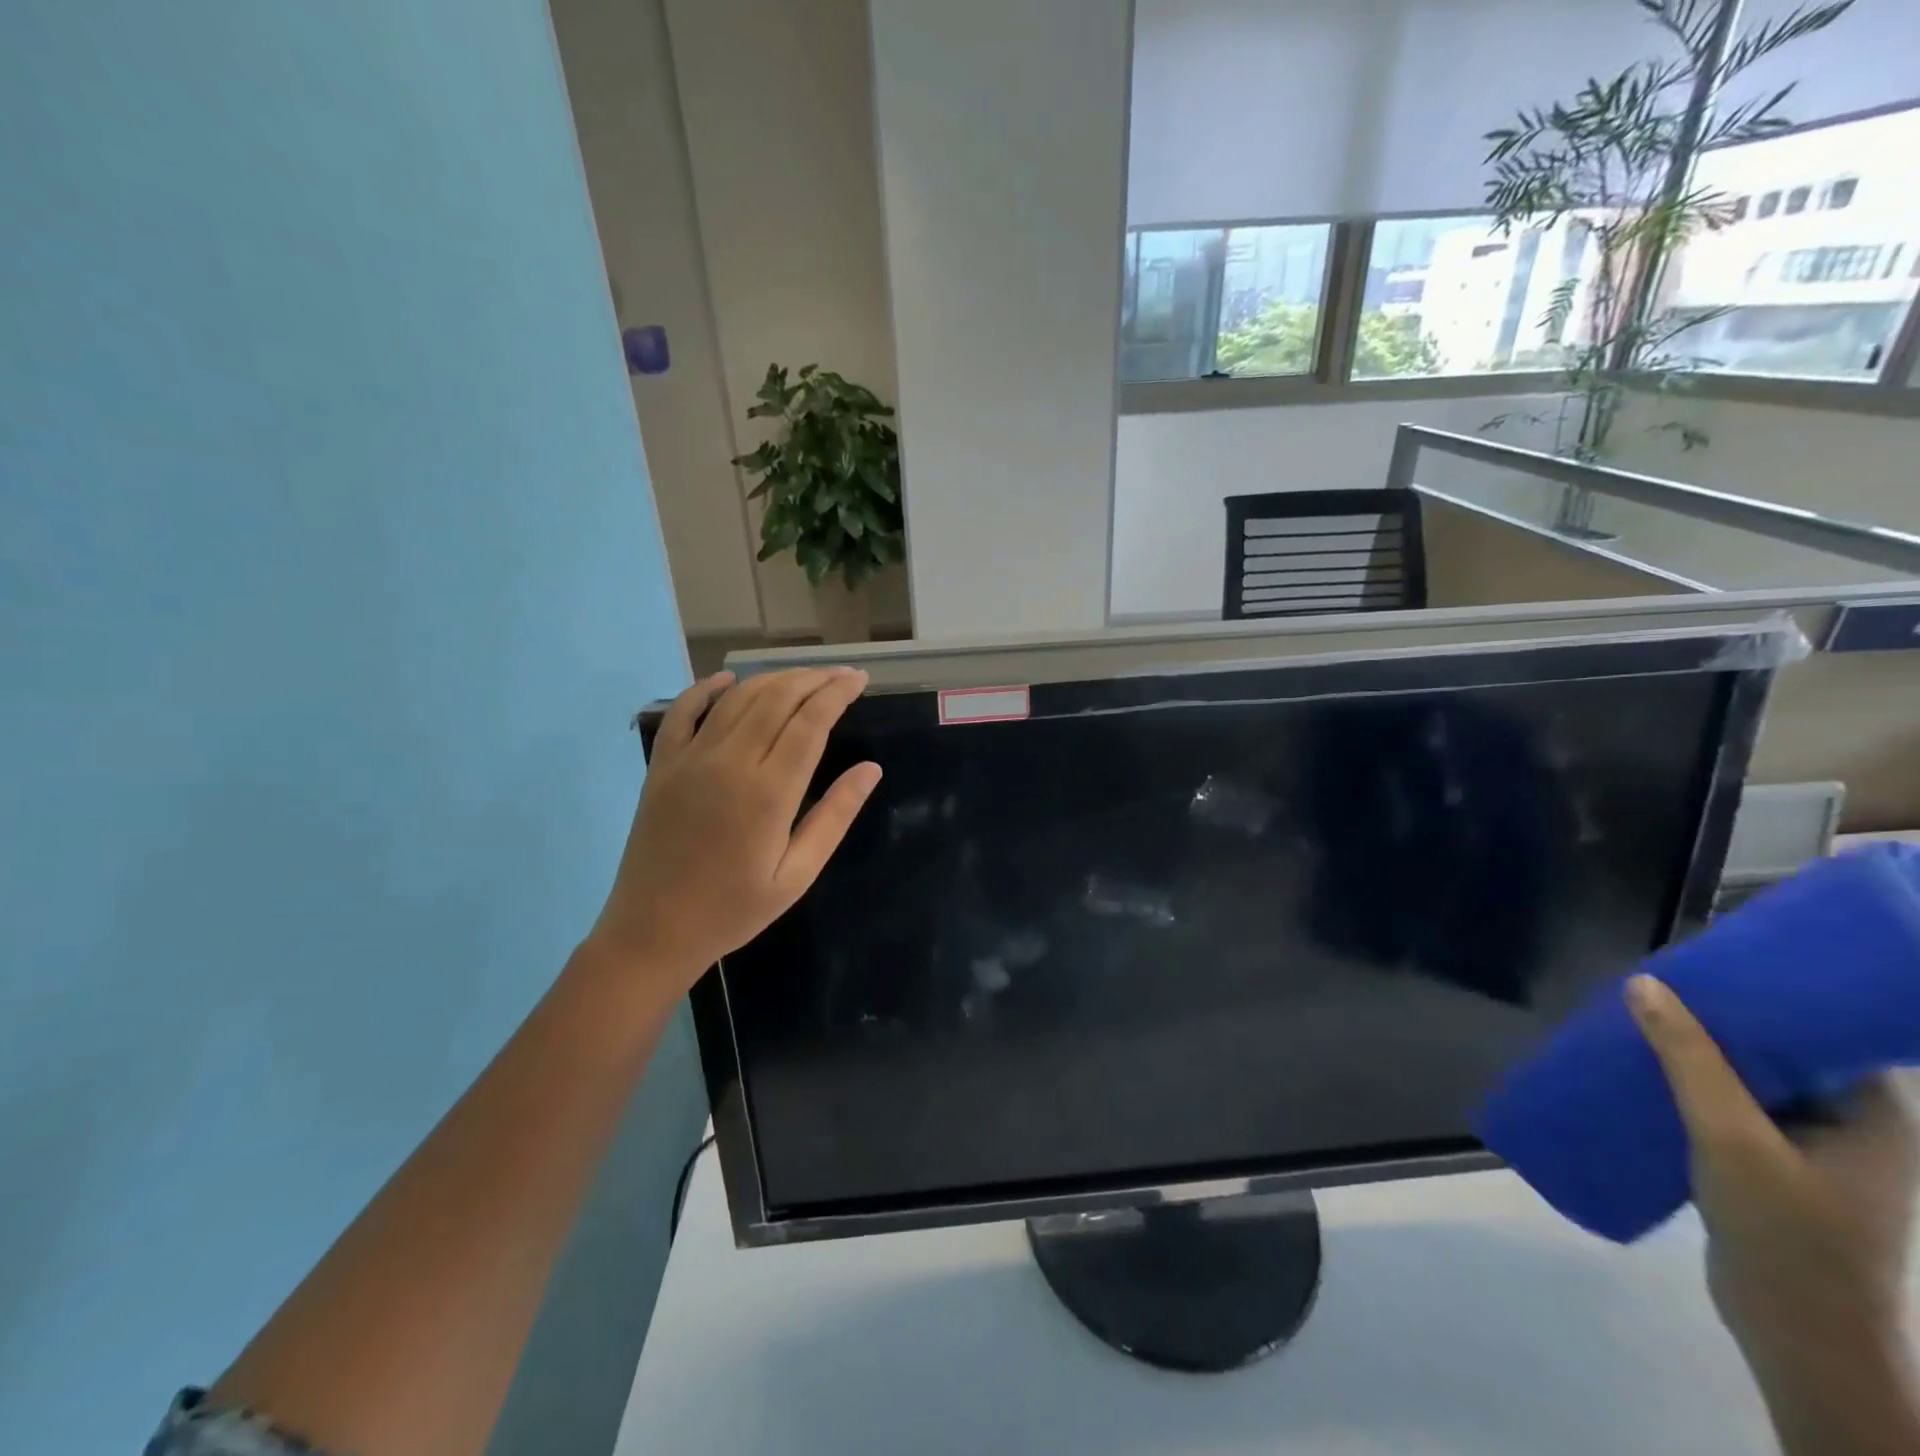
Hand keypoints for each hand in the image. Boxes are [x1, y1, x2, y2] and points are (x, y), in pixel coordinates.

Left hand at [585, 667, 880, 996]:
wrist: (653, 931)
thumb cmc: (734, 909)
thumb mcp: (797, 874)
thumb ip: (834, 817)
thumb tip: (871, 769)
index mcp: (769, 792)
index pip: (810, 722)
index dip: (837, 694)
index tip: (859, 679)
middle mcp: (729, 762)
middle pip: (777, 699)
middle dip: (813, 679)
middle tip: (840, 674)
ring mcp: (690, 759)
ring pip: (737, 699)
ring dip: (773, 679)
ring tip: (803, 677)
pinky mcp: (662, 765)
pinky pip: (683, 712)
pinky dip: (706, 689)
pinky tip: (728, 679)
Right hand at [1629, 974, 1919, 1454]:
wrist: (1801, 1339)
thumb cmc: (1788, 1235)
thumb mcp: (1732, 1139)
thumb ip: (1689, 1059)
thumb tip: (1645, 983)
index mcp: (1875, 1116)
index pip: (1828, 1032)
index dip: (1774, 994)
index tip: (1712, 963)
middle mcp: (1856, 1127)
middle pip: (1785, 1051)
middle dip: (1722, 1019)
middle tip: (1661, 986)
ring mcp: (1816, 1152)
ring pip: (1753, 1080)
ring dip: (1701, 1053)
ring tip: (1643, 1022)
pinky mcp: (1777, 1170)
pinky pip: (1735, 1107)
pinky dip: (1695, 1085)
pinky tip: (1650, 1075)